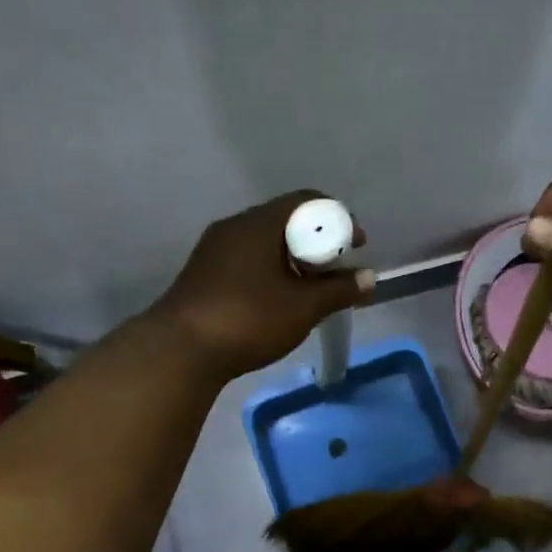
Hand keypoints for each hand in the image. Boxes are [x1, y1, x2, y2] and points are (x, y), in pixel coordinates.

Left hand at [150, 190, 374, 379]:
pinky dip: (271, 272)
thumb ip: (339, 290)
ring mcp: (214, 249)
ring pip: (264, 243)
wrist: (181, 350)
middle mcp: (235, 226)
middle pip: (285, 221)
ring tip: (310, 290)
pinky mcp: (204, 273)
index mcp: (260, 223)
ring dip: (293, 260)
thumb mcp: (303, 308)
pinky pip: (247, 261)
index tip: (357, 246)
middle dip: (317, 243)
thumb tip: (369, 278)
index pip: (307, 201)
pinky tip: (277, 300)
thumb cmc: (249, 320)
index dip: (339, 219)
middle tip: (336, 271)